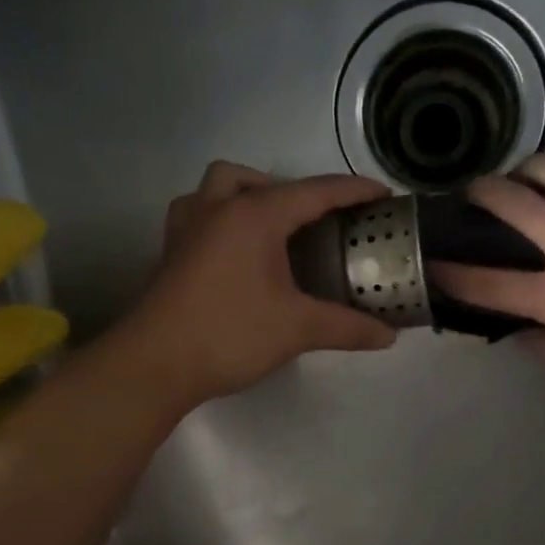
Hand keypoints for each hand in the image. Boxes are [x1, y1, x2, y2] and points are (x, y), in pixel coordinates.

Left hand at [116, 162, 398, 408]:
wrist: (155, 364)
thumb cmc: (229, 334)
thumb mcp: (297, 329)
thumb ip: (346, 327)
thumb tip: (389, 335)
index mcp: (254, 216)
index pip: (314, 192)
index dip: (353, 191)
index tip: (383, 195)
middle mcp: (217, 209)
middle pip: (259, 180)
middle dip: (294, 192)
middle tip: (319, 224)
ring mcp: (187, 228)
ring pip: (219, 187)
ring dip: (248, 194)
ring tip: (273, 228)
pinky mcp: (171, 252)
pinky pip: (199, 213)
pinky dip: (222, 217)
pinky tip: (235, 251)